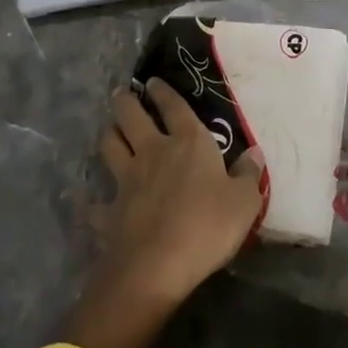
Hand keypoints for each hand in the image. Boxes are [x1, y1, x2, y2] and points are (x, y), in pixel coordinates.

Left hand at [67, 81, 266, 347]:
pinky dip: (94, 202)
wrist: (157, 267)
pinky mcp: (110, 212)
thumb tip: (254, 153)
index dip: (163, 91)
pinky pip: (97, 203)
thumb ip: (249, 175)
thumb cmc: (207, 226)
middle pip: (131, 116)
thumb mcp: (245, 201)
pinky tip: (93, 204)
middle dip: (125, 101)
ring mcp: (127, 180)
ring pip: (110, 146)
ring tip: (111, 131)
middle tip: (123, 95)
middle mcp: (153, 151)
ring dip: (109, 135)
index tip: (153, 81)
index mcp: (188, 142)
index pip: (173, 106)